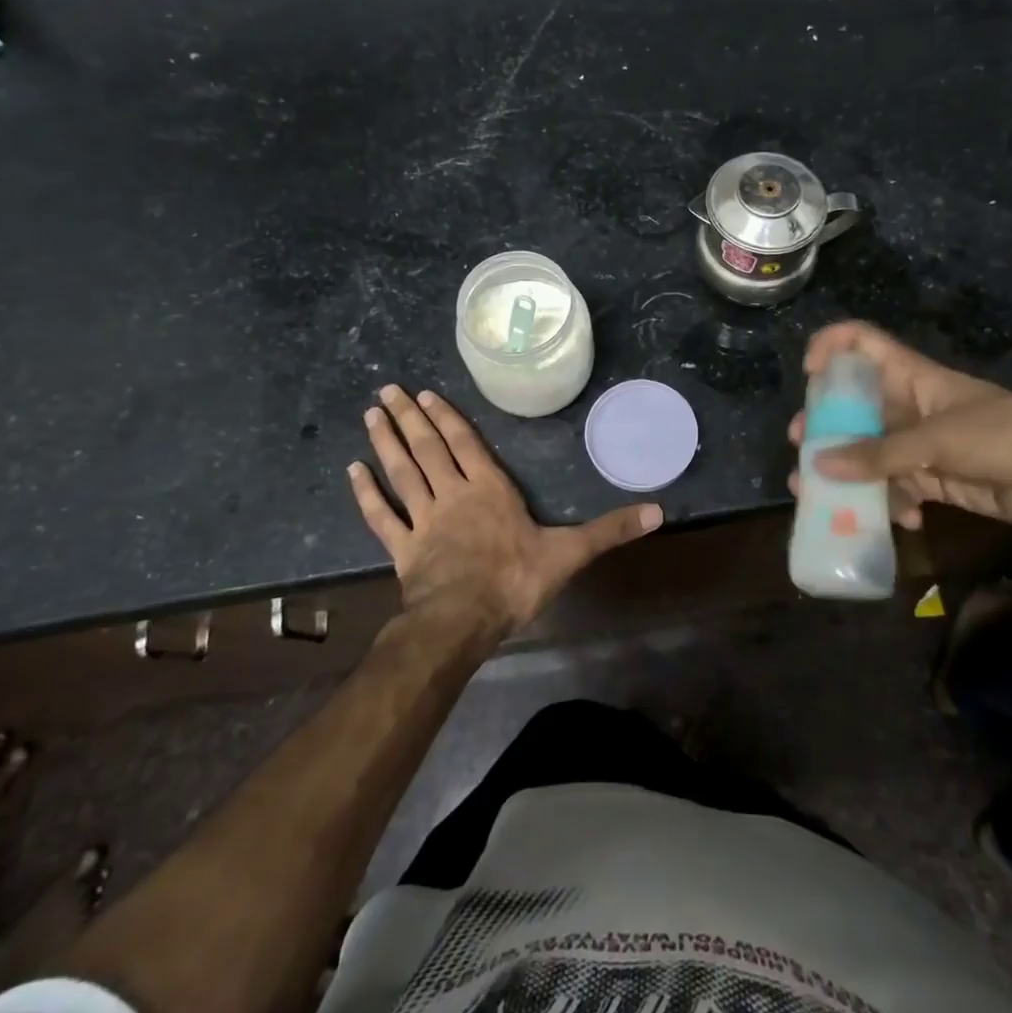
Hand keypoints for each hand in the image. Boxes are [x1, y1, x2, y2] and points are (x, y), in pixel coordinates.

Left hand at [348, 385, 660, 633]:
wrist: (463, 622)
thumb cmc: (515, 581)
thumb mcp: (570, 554)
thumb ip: (610, 530)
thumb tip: (659, 511)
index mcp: (489, 490)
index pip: (466, 444)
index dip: (447, 418)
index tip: (427, 394)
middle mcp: (453, 495)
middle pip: (428, 448)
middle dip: (409, 417)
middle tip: (388, 390)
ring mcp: (423, 520)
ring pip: (402, 472)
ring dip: (385, 442)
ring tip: (370, 414)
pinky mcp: (402, 548)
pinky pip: (381, 516)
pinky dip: (366, 493)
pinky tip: (352, 471)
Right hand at [789, 322, 1011, 528]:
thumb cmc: (1004, 436)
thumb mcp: (938, 441)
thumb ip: (879, 454)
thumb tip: (818, 463)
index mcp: (911, 376)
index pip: (861, 343)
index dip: (830, 347)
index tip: (809, 375)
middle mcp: (907, 405)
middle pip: (852, 404)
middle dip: (824, 425)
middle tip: (802, 447)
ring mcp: (917, 443)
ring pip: (866, 450)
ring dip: (846, 473)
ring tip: (822, 497)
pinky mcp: (930, 477)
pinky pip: (893, 485)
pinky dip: (889, 502)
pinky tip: (903, 518)